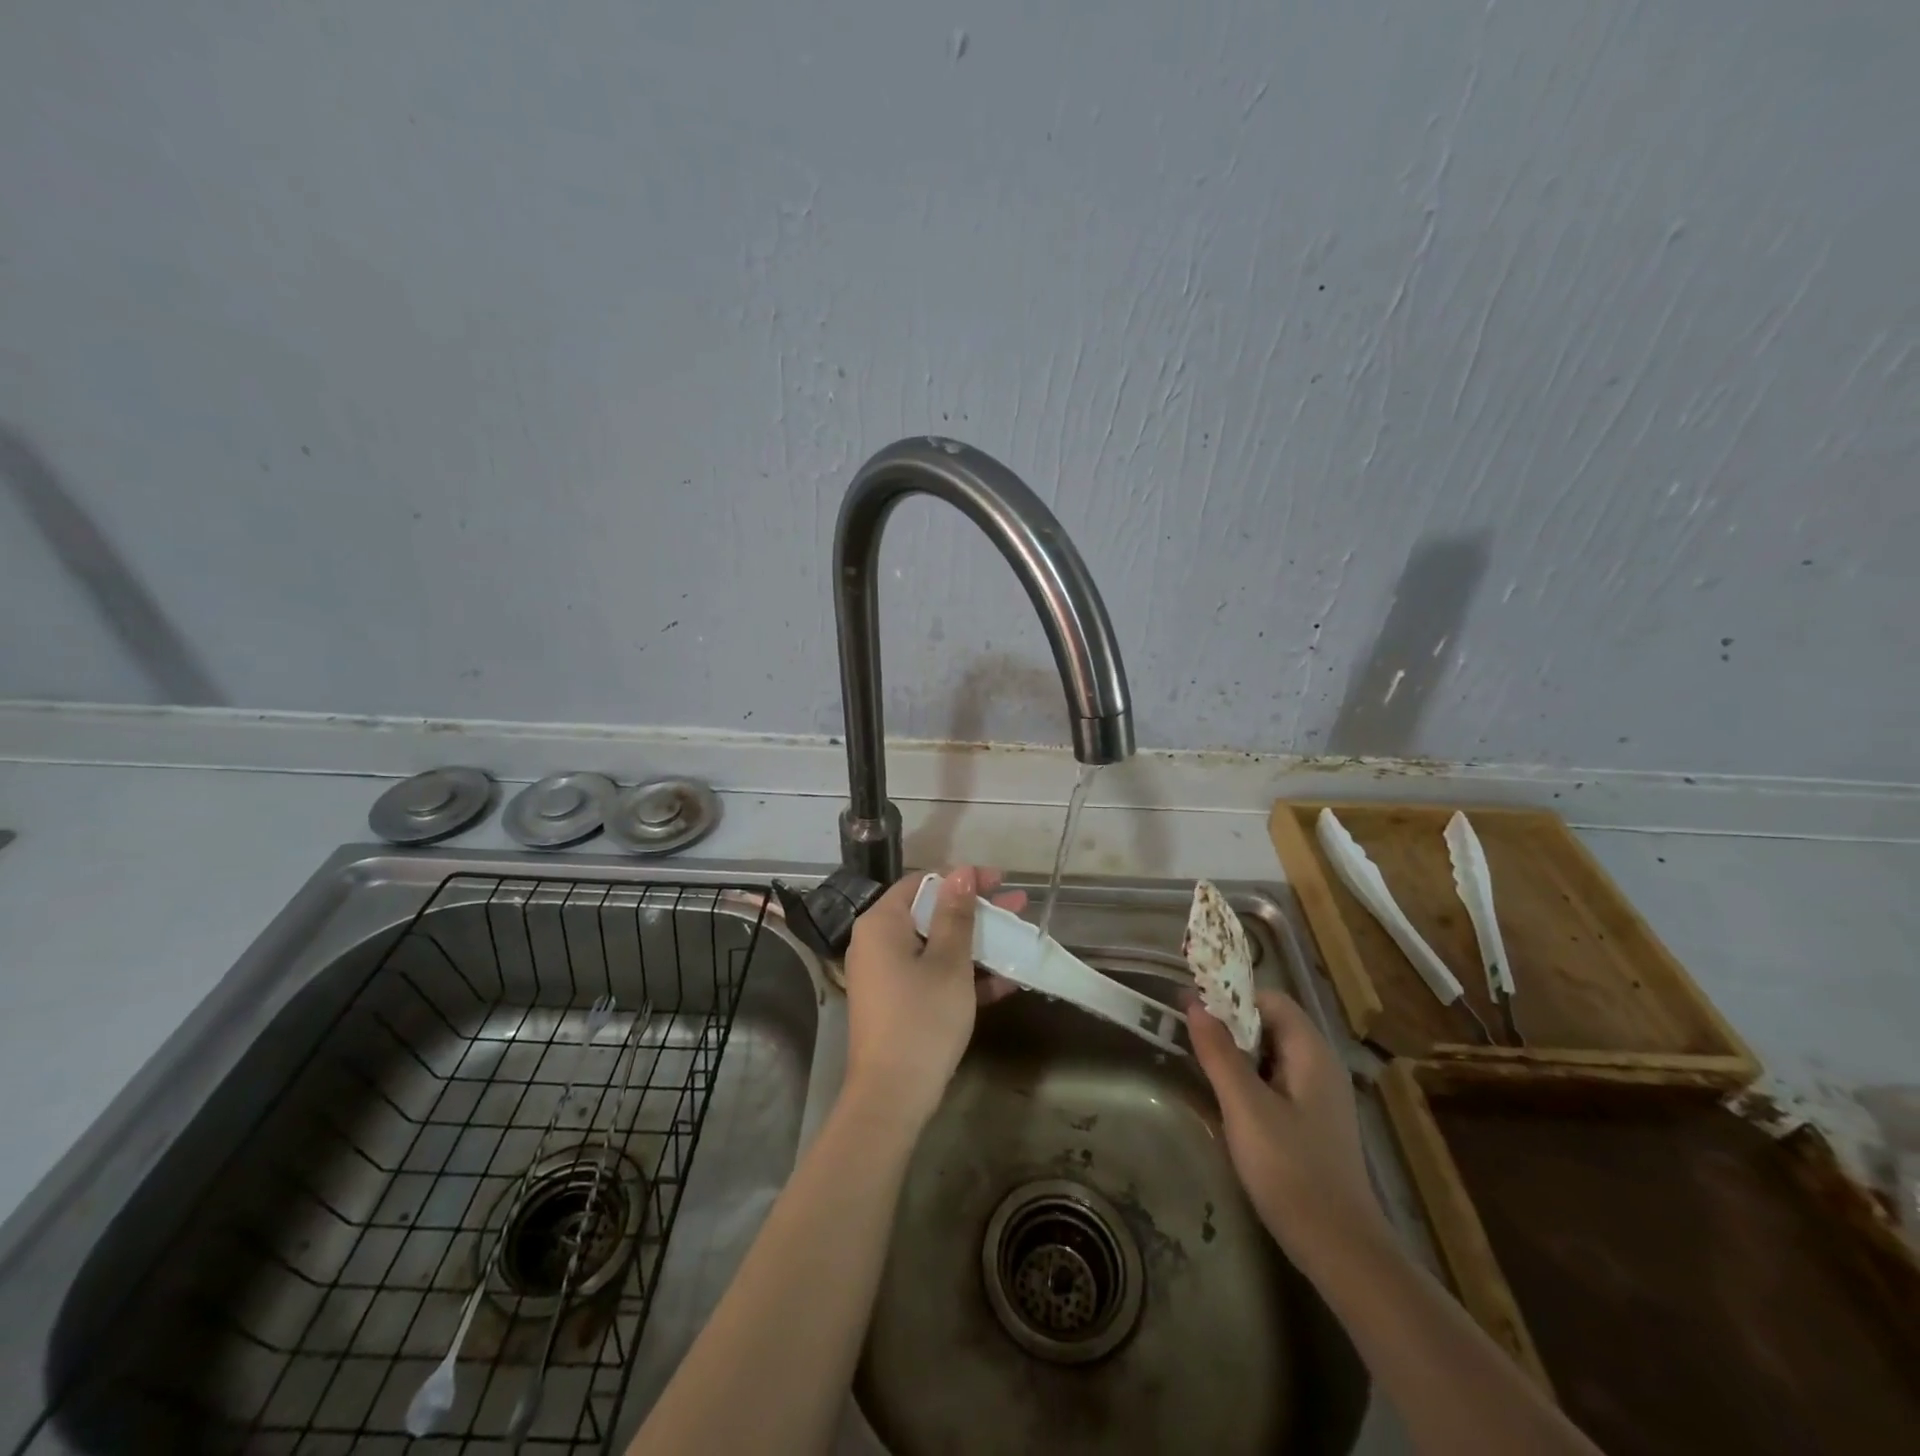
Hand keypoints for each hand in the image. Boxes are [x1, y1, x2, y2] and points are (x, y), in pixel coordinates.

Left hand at [841, 867, 1024, 1130]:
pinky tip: (1006, 981)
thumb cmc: (922, 1017)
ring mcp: (886, 976)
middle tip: (1016, 906)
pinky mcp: (898, 1003)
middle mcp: (877, 943)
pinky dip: (963, 976)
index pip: (922, 883)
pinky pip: (932, 976)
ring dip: (977, 944)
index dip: (962, 879)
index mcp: (882, 924)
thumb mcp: (948, 962)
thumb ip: (956, 914)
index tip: (999, 881)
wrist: (892, 1096)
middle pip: (930, 913)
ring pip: (936, 946)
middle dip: (976, 911)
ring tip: (1019, 938)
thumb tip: (961, 871)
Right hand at [1187, 989, 1386, 1261]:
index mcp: (1311, 1052)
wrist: (1340, 1249)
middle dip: (1229, 1021)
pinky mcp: (1312, 1122)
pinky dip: (1248, 1076)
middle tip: (1187, 1030)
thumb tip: (1194, 1003)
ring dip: (1236, 1049)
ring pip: (1271, 1053)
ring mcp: (1319, 1096)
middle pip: (1271, 1023)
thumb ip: (1219, 1053)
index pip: (1270, 999)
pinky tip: (1225, 1096)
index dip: (1231, 995)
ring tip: (1198, 1059)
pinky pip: (1275, 1080)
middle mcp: (1320, 1065)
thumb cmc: (1291, 1170)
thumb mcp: (1245, 1107)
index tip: (1192, 1004)